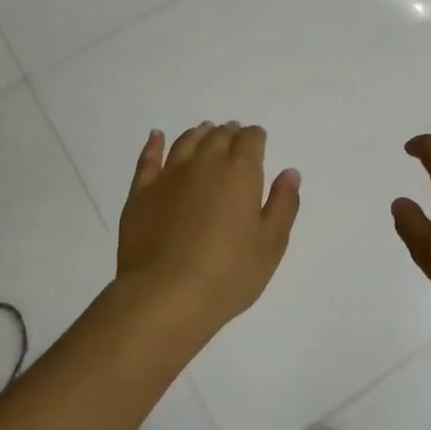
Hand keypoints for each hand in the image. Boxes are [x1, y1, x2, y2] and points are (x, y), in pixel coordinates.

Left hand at [116, 123, 300, 333]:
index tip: (258, 142)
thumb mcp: (270, 245)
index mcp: (241, 172)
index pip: (251, 139)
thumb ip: (283, 204)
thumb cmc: (227, 274)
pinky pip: (148, 159)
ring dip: (199, 134)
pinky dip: (155, 144)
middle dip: (229, 133)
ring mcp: (169, 176)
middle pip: (218, 136)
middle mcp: (205, 163)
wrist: (164, 296)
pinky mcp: (141, 193)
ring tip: (205, 133)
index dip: (256, 138)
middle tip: (234, 137)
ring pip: (186, 142)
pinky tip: (157, 137)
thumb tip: (289, 173)